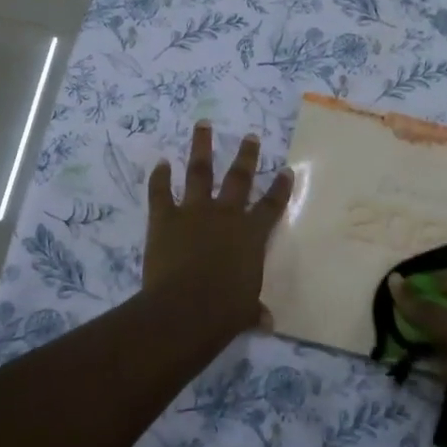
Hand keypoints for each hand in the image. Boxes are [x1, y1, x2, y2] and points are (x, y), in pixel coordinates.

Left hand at [144, 122, 292, 336]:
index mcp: (251, 235)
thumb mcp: (245, 311)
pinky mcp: (165, 217)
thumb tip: (266, 321)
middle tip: (250, 135)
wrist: (187, 307)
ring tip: (203, 124)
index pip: (271, 206)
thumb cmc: (224, 311)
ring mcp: (194, 212)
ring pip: (199, 171)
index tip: (286, 170)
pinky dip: (159, 177)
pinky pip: (160, 192)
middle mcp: (226, 215)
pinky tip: (160, 163)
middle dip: (246, 155)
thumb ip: (254, 310)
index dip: (279, 188)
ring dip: (201, 146)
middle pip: (239, 178)